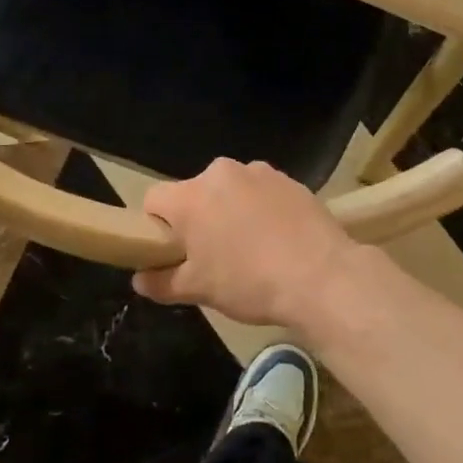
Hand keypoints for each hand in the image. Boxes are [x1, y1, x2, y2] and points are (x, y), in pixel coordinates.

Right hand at [132, 159, 359, 328]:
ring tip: (251, 248)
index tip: (172, 251)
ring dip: (231, 211)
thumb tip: (140, 280)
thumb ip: (162, 282)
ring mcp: (259, 172)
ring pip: (230, 191)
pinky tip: (278, 239)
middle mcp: (221, 173)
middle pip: (194, 193)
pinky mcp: (290, 180)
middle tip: (213, 255)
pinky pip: (262, 192)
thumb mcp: (199, 290)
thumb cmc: (249, 282)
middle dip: (198, 219)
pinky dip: (262, 210)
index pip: (154, 200)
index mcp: (191, 196)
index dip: (156, 226)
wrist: (322, 277)